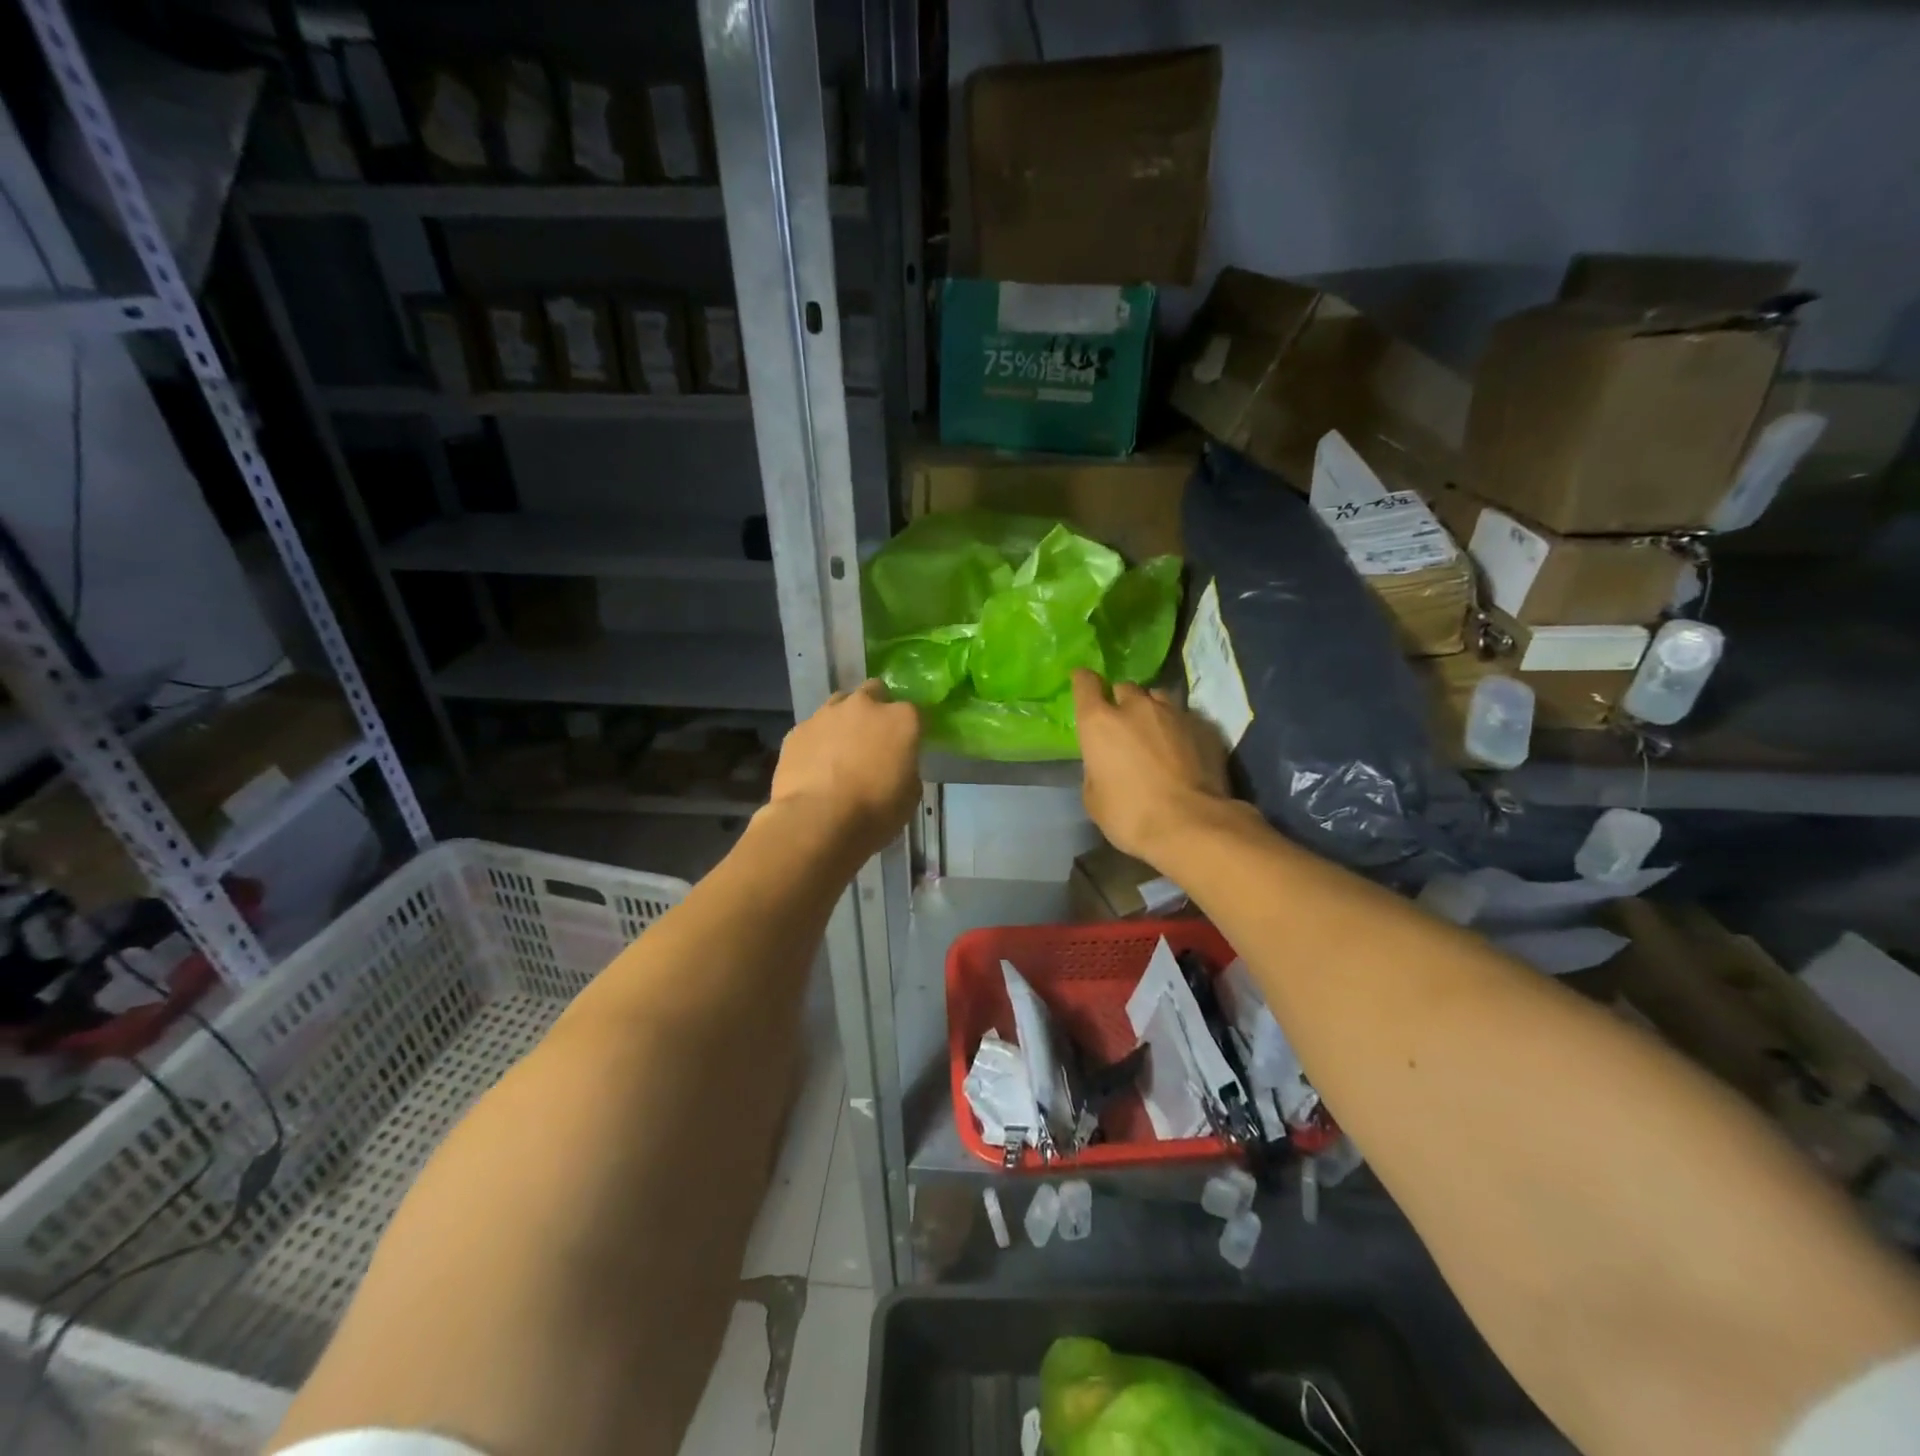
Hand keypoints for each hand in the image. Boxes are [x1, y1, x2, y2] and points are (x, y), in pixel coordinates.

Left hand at [768, 679, 922, 858]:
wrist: (817, 821)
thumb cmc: (874, 811)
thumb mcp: (910, 796)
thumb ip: (907, 769)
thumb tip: (896, 765)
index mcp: (901, 719)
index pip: (915, 712)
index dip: (911, 729)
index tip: (908, 747)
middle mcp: (864, 705)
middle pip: (875, 692)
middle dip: (877, 709)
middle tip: (874, 738)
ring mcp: (827, 714)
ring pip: (840, 704)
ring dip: (845, 719)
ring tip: (842, 749)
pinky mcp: (797, 730)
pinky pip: (813, 728)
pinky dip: (818, 740)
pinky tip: (816, 765)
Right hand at [1071, 670, 1231, 864]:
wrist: (1191, 824)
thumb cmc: (1130, 814)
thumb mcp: (1094, 798)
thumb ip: (1095, 769)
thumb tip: (1104, 763)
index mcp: (1100, 722)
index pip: (1086, 684)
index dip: (1083, 681)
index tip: (1082, 682)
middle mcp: (1135, 707)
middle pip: (1123, 688)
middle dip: (1120, 702)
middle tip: (1122, 725)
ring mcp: (1173, 713)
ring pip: (1156, 698)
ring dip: (1150, 710)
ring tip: (1153, 732)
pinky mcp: (1203, 726)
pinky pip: (1183, 717)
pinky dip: (1176, 728)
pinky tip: (1180, 750)